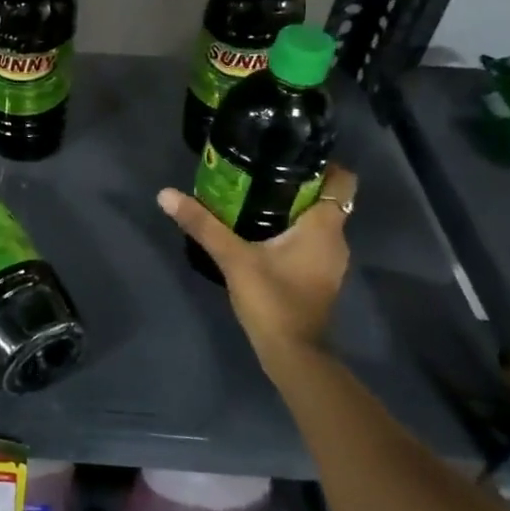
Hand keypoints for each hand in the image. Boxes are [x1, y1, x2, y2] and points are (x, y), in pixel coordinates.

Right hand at [156, 164, 357, 375]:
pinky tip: (258, 232)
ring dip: (290, 209)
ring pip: (315, 221)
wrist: (293, 355)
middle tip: (257, 172)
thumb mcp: (233, 258)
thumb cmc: (273, 300)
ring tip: (252, 197)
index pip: (343, 181)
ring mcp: (328, 261)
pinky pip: (308, 241)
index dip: (323, 164)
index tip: (288, 155)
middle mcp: (335, 239)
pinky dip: (289, 231)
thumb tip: (166, 194)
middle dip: (295, 184)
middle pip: (324, 198)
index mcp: (324, 226)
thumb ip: (202, 224)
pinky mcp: (317, 276)